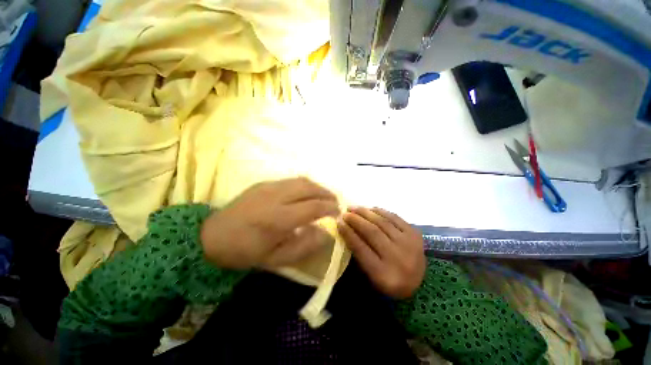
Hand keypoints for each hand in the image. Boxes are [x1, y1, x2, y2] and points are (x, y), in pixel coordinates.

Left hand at [200, 177, 339, 268]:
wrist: (212, 237)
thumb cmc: (246, 252)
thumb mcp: (277, 259)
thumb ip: (305, 245)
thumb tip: (325, 232)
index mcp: (278, 218)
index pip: (313, 207)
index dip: (330, 208)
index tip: (339, 212)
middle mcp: (275, 197)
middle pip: (309, 188)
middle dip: (326, 193)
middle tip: (335, 202)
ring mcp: (268, 186)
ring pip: (301, 181)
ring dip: (317, 187)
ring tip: (324, 196)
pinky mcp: (263, 183)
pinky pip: (291, 180)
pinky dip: (305, 185)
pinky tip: (306, 193)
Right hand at [337, 207, 424, 298]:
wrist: (421, 284)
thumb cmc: (389, 282)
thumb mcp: (371, 277)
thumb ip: (359, 255)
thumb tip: (346, 230)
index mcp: (383, 274)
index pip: (361, 248)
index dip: (348, 233)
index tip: (338, 222)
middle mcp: (397, 258)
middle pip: (372, 233)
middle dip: (355, 220)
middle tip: (345, 212)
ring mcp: (408, 244)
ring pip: (383, 223)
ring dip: (366, 213)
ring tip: (354, 208)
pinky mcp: (415, 234)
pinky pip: (395, 218)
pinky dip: (381, 212)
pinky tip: (371, 209)